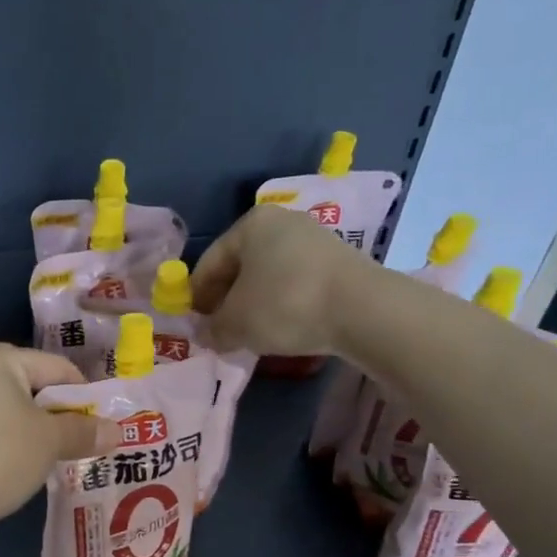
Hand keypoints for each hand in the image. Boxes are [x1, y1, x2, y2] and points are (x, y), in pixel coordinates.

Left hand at [0, 343, 104, 542]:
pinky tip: (25, 468)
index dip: (87, 398)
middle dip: (62, 417)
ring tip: (61, 460)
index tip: (105, 427)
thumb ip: (84, 431)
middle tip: (87, 445)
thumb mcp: (49, 442)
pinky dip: (12, 443)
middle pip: (36, 387)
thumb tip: (117, 431)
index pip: (59, 368)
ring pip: (14, 411)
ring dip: (38, 433)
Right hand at [190, 205, 370, 355]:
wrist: (362, 309)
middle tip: (220, 330)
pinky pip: (296, 283)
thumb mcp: (236, 323)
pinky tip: (282, 327)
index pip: (209, 262)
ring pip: (269, 275)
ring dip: (255, 303)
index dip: (196, 296)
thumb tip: (205, 334)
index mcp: (250, 225)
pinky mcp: (338, 261)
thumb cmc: (284, 305)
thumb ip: (213, 328)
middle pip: (241, 266)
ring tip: (250, 333)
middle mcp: (282, 222)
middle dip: (227, 299)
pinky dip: (282, 303)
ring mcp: (314, 239)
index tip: (194, 324)